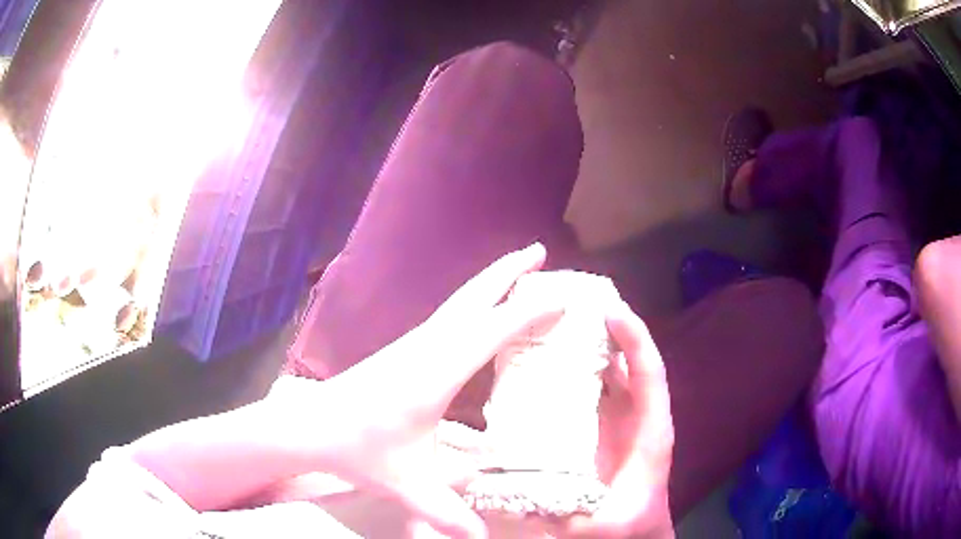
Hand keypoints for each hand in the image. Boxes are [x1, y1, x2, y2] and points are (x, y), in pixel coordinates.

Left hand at [307, 243, 562, 537]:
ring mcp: (415, 344)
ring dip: (491, 283)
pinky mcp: (407, 350)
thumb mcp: (407, 484)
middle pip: (473, 297)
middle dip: (508, 271)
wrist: (312, 426)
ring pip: (460, 302)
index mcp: (436, 371)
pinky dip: (475, 303)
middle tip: (539, 250)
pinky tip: (481, 315)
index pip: (491, 330)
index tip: (563, 296)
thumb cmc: (359, 449)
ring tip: (520, 273)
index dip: (529, 311)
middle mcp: (428, 346)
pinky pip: (450, 316)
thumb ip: (448, 513)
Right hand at [557, 302, 675, 537]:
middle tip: (574, 303)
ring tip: (558, 322)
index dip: (635, 338)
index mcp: (651, 429)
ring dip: (590, 346)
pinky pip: (592, 391)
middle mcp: (637, 415)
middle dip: (607, 329)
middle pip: (627, 361)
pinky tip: (548, 364)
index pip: (649, 372)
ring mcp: (619, 420)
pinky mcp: (602, 428)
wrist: (634, 531)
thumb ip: (573, 515)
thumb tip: (526, 497)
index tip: (611, 310)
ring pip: (609, 372)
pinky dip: (577, 372)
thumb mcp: (605, 523)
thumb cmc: (629, 522)